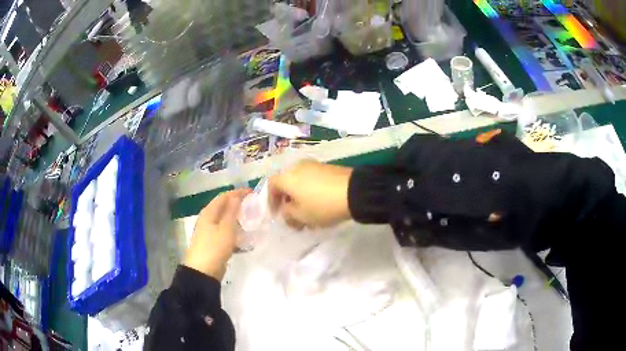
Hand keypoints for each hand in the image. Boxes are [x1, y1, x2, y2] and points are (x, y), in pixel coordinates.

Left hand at [184, 189, 250, 279]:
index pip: (224, 196)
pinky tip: (243, 234)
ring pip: (224, 219)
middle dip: (237, 203)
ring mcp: (209, 230)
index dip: (238, 192)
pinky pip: (225, 230)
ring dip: (236, 216)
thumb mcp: (226, 228)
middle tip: (253, 204)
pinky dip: (234, 228)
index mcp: (209, 212)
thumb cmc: (215, 247)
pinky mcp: (212, 241)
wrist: (203, 271)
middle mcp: (207, 218)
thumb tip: (236, 196)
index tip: (252, 192)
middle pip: (223, 206)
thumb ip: (232, 211)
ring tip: (250, 218)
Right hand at [268, 160, 352, 228]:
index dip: (271, 201)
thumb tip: (286, 210)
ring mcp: (314, 165)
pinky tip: (320, 206)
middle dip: (288, 202)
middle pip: (287, 184)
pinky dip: (311, 193)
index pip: (271, 185)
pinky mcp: (328, 168)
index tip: (276, 214)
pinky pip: (313, 181)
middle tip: (293, 218)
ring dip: (301, 199)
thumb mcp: (301, 216)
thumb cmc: (322, 205)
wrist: (355, 192)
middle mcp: (298, 167)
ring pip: (301, 183)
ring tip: (309, 216)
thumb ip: (288, 214)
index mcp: (287, 177)